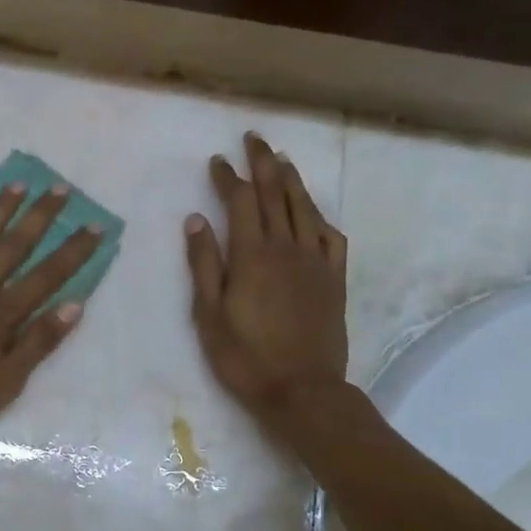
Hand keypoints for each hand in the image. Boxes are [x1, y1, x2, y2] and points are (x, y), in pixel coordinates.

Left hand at [0, 183, 101, 445]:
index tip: (95, 225)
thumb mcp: (3, 385)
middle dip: (40, 216)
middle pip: (14, 245)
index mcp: (0, 314)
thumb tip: (74, 305)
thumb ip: (37, 344)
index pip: (47, 275)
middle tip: (60, 188)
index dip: (73, 251)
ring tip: (17, 184)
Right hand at [186, 134, 348, 428]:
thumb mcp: (208, 314)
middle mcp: (287, 248)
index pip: (241, 201)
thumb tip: (196, 219)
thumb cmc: (245, 356)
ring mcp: (316, 263)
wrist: (303, 391)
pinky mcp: (335, 280)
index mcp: (252, 255)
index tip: (218, 160)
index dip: (229, 177)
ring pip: (306, 209)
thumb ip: (203, 264)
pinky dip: (321, 217)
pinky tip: (314, 212)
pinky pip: (332, 238)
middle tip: (255, 139)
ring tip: (282, 160)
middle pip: (277, 194)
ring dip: (293, 180)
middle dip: (263, 163)